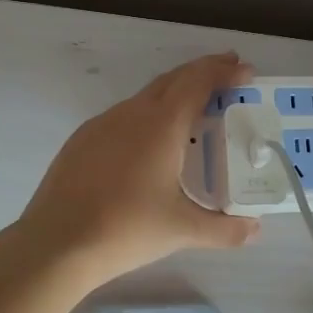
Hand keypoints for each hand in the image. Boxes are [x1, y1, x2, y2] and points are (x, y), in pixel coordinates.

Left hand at [16, 54, 259, 284]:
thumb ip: (224, 229)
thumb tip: (255, 230)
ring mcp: (102, 124)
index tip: (245, 69)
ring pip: (145, 97)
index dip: (224, 71)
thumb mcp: (182, 230)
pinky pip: (123, 116)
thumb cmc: (126, 229)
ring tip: (192, 111)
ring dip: (173, 93)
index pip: (198, 82)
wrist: (56, 243)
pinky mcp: (81, 140)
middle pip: (172, 80)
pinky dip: (147, 114)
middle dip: (202, 72)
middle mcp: (132, 114)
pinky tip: (148, 142)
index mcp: (161, 125)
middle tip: (227, 74)